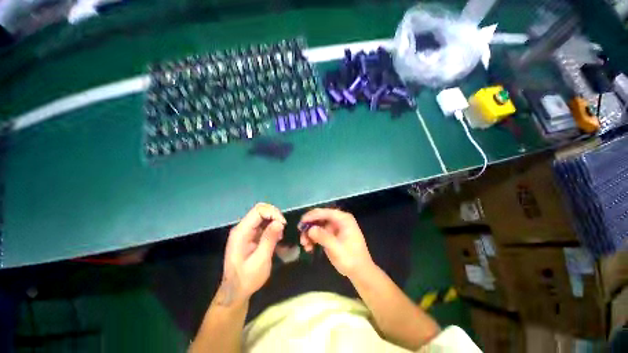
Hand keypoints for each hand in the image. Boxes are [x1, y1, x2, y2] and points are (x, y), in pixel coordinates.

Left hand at [219, 203, 285, 305]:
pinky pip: (263, 224)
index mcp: (241, 232)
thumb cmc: (247, 279)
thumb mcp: (260, 260)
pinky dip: (272, 227)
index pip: (258, 210)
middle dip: (275, 216)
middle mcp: (242, 228)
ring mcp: (246, 231)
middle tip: (283, 228)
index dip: (273, 213)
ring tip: (280, 236)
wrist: (235, 292)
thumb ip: (269, 239)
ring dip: (274, 221)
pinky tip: (276, 238)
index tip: (283, 224)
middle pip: (260, 210)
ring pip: (263, 216)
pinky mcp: (250, 235)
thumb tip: (280, 222)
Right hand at [299, 208, 373, 277]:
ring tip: (305, 245)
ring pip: (318, 225)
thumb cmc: (351, 259)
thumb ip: (323, 237)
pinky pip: (319, 233)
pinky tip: (309, 247)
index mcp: (343, 219)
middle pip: (320, 218)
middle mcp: (339, 220)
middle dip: (310, 226)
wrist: (360, 272)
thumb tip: (310, 229)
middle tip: (301, 235)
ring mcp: (335, 227)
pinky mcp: (332, 235)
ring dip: (310, 234)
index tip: (301, 222)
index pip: (325, 212)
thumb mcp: (336, 248)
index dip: (312, 216)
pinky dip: (313, 239)